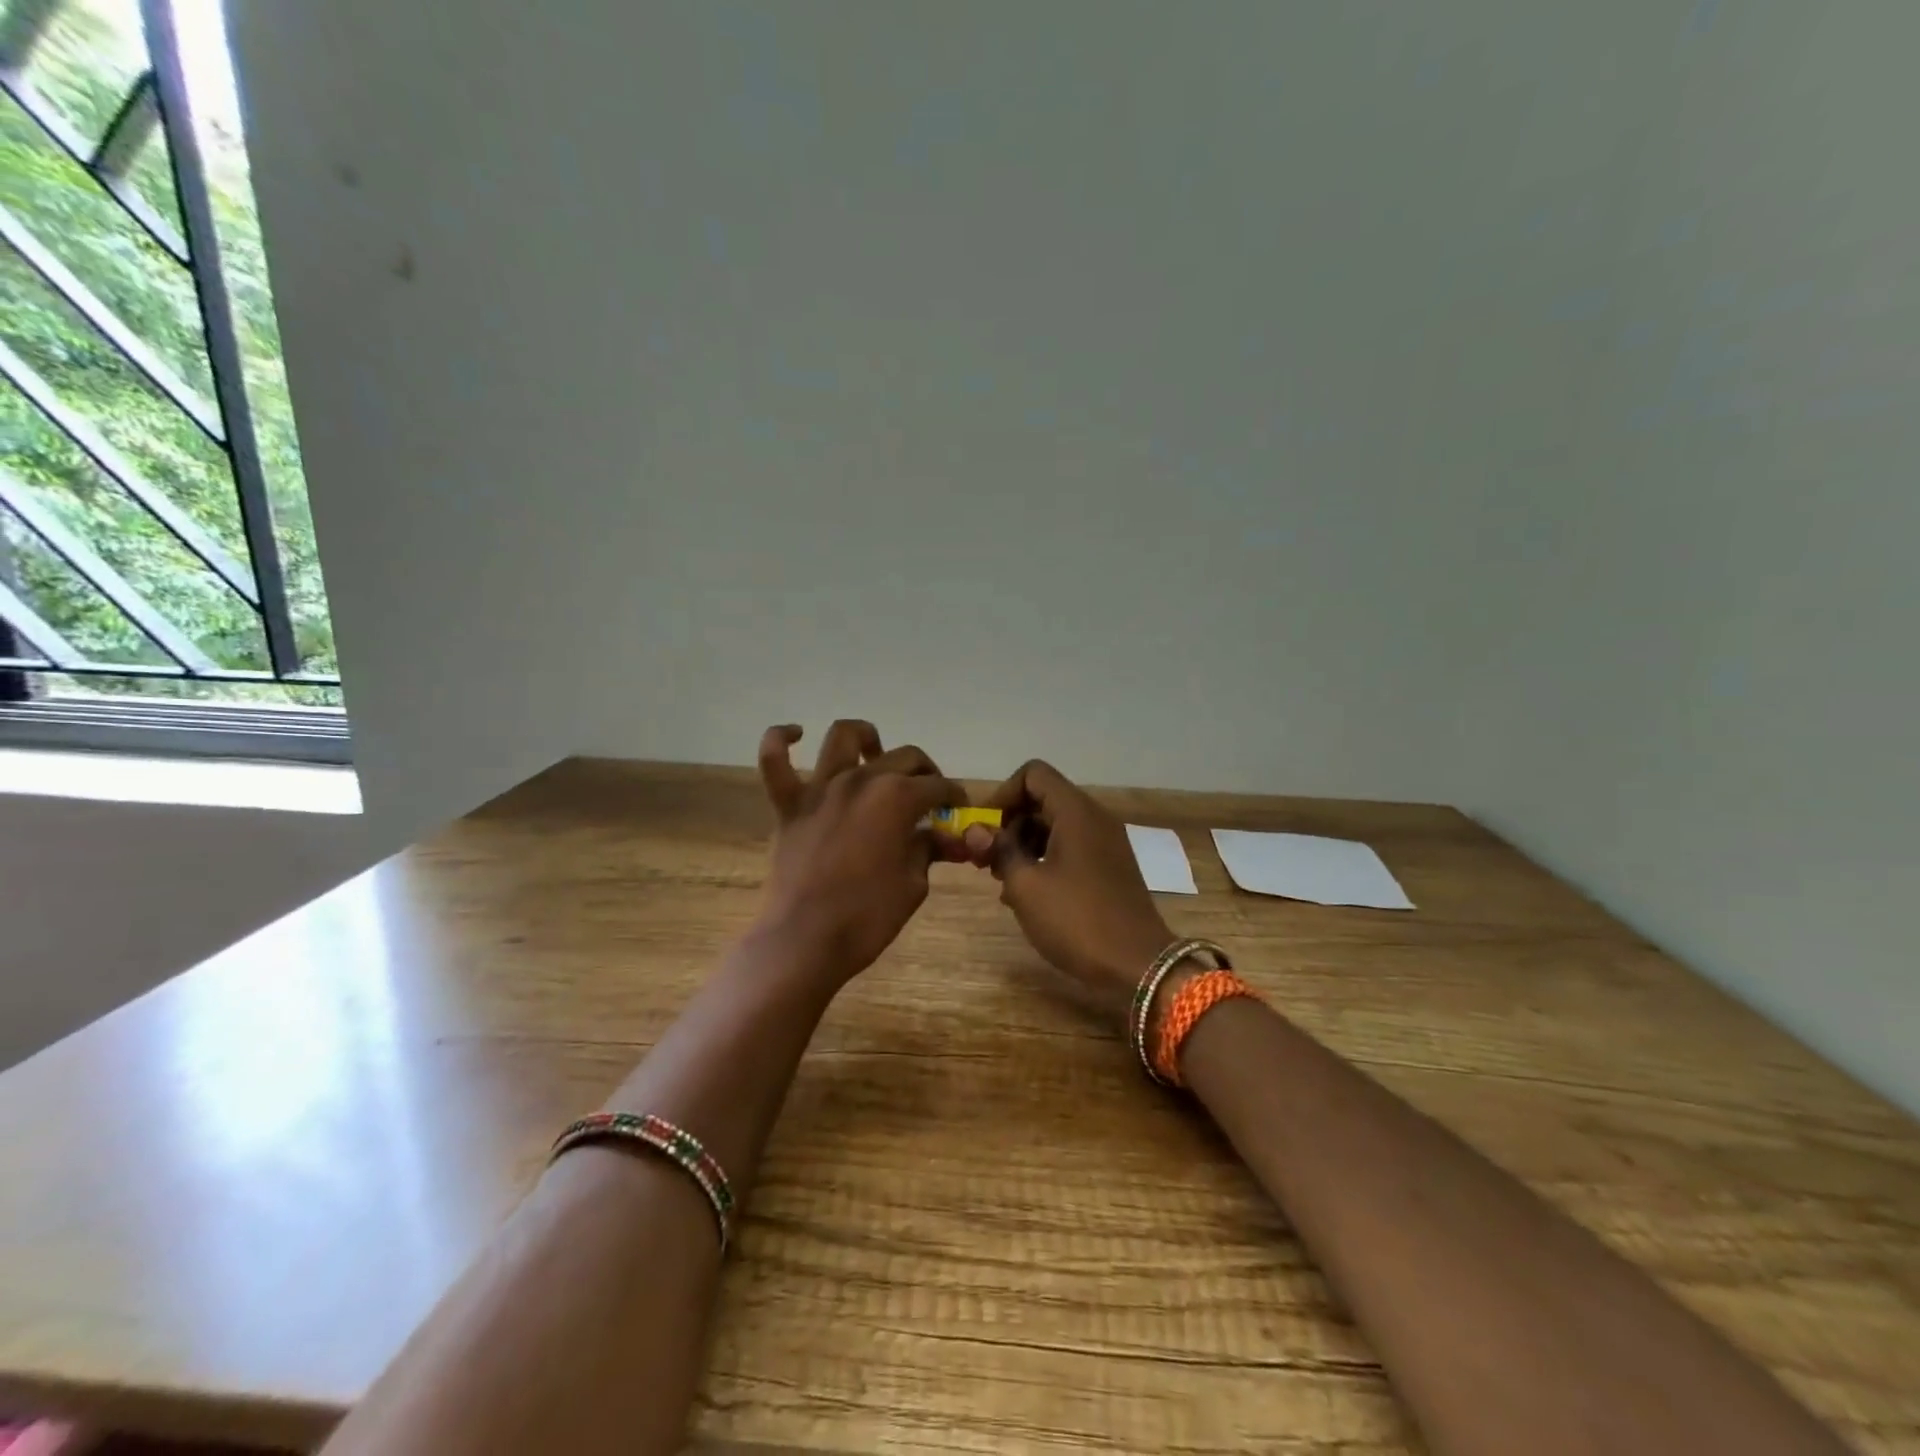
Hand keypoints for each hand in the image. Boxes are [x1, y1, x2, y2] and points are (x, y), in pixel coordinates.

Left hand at [755, 719, 967, 982]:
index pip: (938, 786)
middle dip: (926, 772)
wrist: (805, 942)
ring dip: (864, 738)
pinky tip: (796, 734)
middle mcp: (861, 781)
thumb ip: (929, 850)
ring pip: (842, 738)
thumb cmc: (867, 918)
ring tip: (874, 753)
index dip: (955, 796)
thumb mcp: (913, 885)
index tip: (960, 809)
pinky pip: (774, 761)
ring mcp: (821, 789)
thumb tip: (947, 837)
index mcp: (897, 798)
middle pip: (904, 757)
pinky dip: (781, 740)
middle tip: (930, 795)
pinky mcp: (789, 805)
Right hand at [970, 760, 1174, 1027]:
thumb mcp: (1026, 886)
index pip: (1033, 774)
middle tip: (987, 859)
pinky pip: (1070, 847)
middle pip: (1043, 798)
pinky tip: (1028, 893)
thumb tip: (975, 830)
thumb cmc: (1076, 920)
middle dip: (1009, 823)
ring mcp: (1105, 843)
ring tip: (1003, 880)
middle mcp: (1094, 818)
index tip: (985, 829)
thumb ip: (998, 850)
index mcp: (1076, 812)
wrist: (1138, 965)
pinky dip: (1044, 859)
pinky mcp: (1109, 867)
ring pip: (1055, 825)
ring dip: (1024, 844)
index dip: (1003, 794)